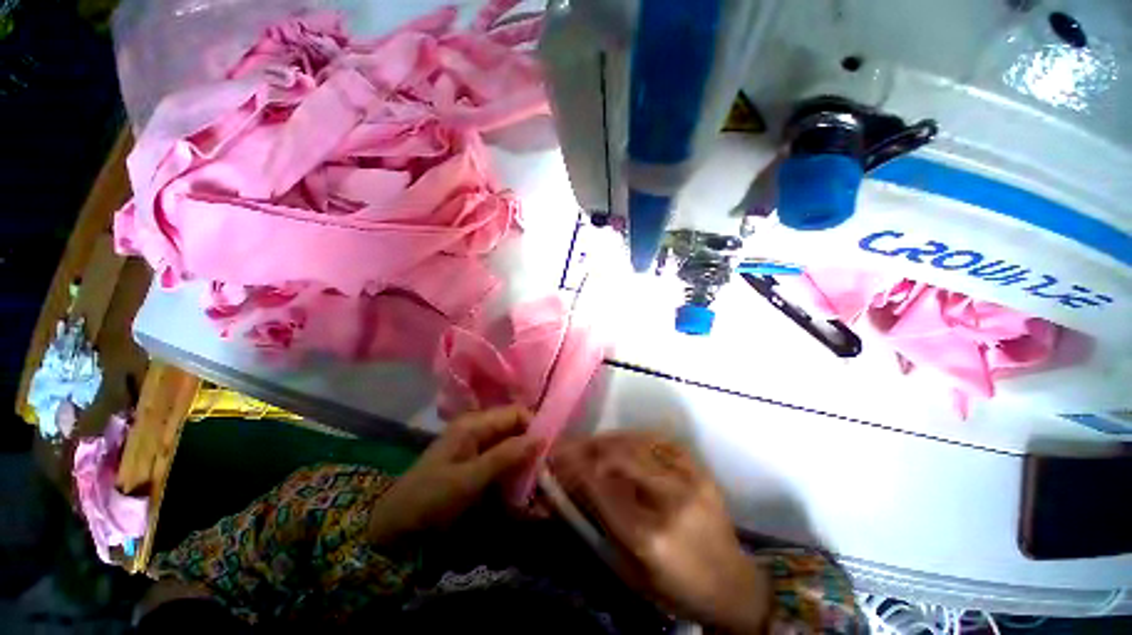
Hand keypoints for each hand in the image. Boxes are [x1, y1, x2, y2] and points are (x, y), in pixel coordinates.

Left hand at [367, 405, 541, 544]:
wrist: (394, 529)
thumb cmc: (430, 498)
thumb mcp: (469, 478)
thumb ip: (506, 456)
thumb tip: (541, 437)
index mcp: (475, 423)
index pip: (517, 413)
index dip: (535, 428)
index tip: (547, 454)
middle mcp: (478, 429)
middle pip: (516, 429)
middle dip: (531, 449)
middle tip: (544, 474)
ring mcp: (477, 446)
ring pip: (512, 446)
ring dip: (524, 465)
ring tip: (536, 486)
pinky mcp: (476, 464)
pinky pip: (503, 462)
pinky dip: (513, 474)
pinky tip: (519, 491)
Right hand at [551, 431, 770, 633]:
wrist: (733, 585)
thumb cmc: (675, 588)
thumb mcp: (628, 570)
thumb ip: (596, 525)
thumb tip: (565, 491)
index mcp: (649, 536)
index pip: (600, 488)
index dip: (573, 469)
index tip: (555, 462)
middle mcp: (670, 500)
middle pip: (618, 456)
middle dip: (586, 448)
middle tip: (567, 448)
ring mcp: (689, 479)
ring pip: (636, 442)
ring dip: (606, 440)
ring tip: (589, 444)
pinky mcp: (700, 469)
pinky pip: (658, 440)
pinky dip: (633, 437)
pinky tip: (620, 442)